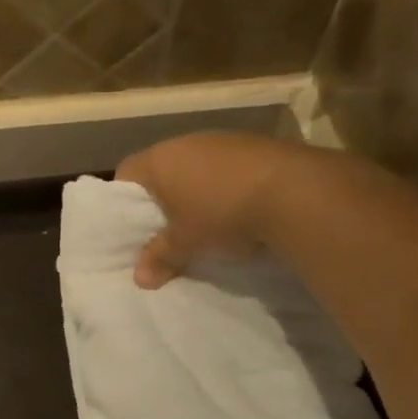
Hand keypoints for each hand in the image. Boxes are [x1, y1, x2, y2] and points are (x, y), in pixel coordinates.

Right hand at [116, 132, 307, 288]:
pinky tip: (237, 209)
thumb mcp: (186, 242)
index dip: (125, 200)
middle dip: (163, 198)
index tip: (134, 225)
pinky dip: (225, 185)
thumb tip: (140, 278)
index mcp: (159, 160)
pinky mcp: (253, 145)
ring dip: (196, 191)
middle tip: (167, 229)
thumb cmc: (221, 213)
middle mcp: (186, 142)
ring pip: (195, 167)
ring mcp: (221, 140)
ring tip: (204, 221)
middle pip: (162, 169)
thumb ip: (161, 257)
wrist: (292, 190)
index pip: (126, 173)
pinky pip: (226, 167)